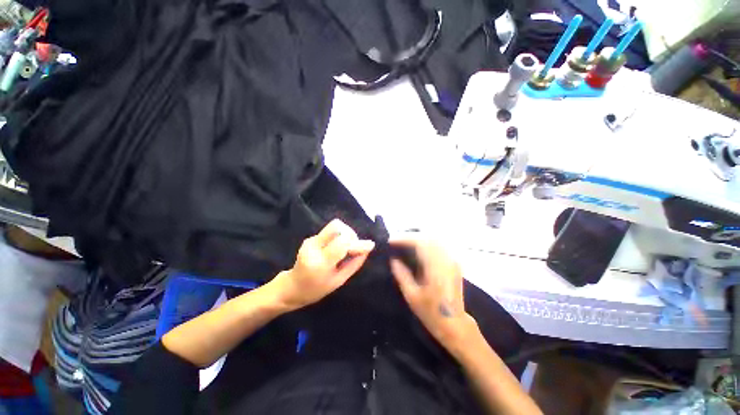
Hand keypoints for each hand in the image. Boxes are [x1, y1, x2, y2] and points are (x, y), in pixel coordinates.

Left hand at [272, 219, 374, 309]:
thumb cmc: (317, 289)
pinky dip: (339, 237)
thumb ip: (354, 263)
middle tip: (354, 247)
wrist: (292, 287)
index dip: (357, 242)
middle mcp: (313, 247)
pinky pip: (330, 231)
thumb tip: (367, 249)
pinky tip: (337, 249)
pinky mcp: (310, 238)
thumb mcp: (339, 281)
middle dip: (351, 234)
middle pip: (337, 226)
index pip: (342, 242)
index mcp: (320, 262)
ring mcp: (310, 240)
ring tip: (346, 249)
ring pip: (335, 226)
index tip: (369, 245)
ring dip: (345, 234)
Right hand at [390, 237, 478, 352]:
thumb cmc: (431, 312)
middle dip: (410, 236)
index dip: (404, 239)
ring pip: (434, 240)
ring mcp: (452, 261)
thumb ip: (401, 274)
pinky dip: (427, 243)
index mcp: (435, 268)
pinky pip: (439, 246)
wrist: (455, 324)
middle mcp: (445, 260)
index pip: (420, 243)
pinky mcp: (454, 263)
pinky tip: (418, 249)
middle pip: (427, 238)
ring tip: (405, 243)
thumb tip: (393, 259)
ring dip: (418, 238)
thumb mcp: (411, 295)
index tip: (391, 240)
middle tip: (396, 241)